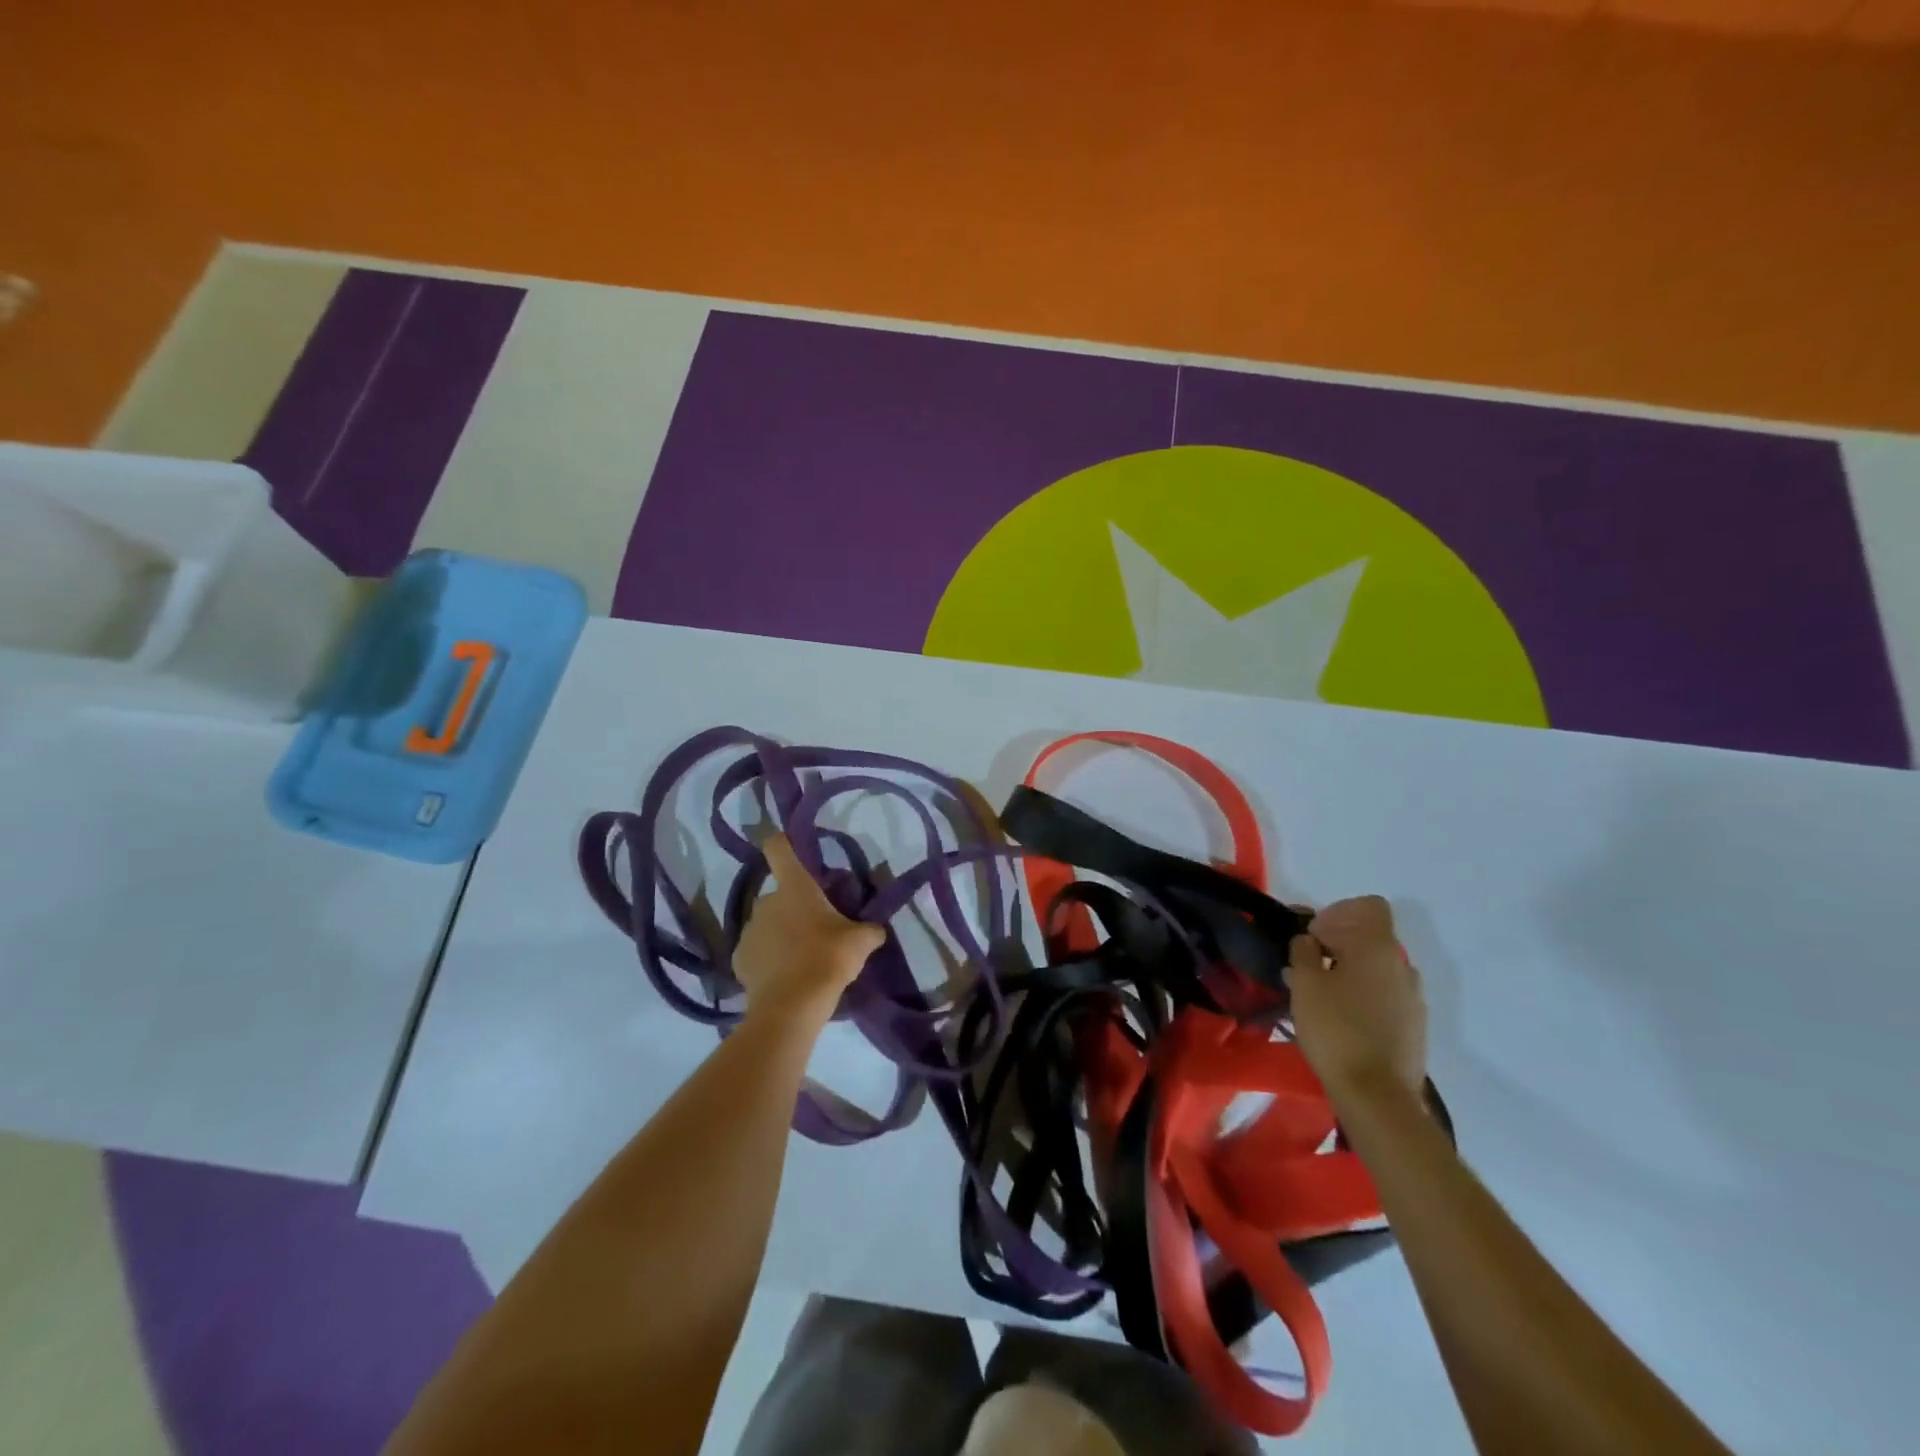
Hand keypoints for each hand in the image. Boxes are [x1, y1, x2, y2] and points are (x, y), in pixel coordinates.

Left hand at [732, 834, 884, 1021]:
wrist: (791, 1007)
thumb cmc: (828, 959)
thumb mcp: (861, 942)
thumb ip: (870, 929)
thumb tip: (876, 929)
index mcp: (794, 887)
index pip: (779, 848)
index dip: (785, 842)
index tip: (794, 847)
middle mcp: (765, 901)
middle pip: (781, 893)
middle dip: (796, 906)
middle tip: (819, 926)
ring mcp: (748, 930)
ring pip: (768, 923)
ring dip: (782, 933)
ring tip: (802, 957)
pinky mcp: (739, 959)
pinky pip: (757, 950)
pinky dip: (768, 959)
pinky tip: (785, 976)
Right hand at [1286, 896, 1427, 1105]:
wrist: (1377, 1095)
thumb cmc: (1335, 1029)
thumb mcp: (1304, 984)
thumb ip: (1303, 952)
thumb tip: (1308, 941)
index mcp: (1378, 948)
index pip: (1369, 906)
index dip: (1339, 912)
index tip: (1314, 935)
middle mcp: (1403, 966)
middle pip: (1371, 936)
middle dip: (1338, 942)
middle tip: (1306, 964)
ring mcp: (1413, 997)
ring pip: (1377, 968)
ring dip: (1349, 969)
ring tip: (1318, 993)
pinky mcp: (1414, 1026)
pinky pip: (1385, 994)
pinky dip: (1362, 994)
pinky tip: (1339, 1017)